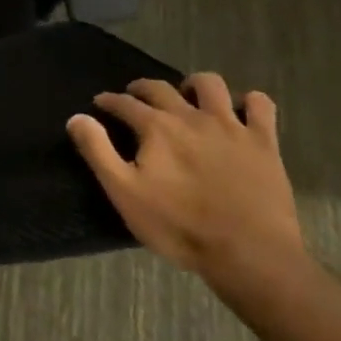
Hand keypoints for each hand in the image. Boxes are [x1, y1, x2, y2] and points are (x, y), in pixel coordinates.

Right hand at [68, 73, 303, 294]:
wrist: (252, 255)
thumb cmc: (181, 227)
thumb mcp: (125, 194)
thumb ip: (97, 151)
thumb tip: (77, 118)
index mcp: (156, 127)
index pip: (124, 103)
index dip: (109, 101)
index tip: (100, 103)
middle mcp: (191, 116)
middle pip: (160, 88)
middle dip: (142, 88)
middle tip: (135, 98)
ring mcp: (231, 127)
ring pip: (210, 84)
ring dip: (194, 85)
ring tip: (188, 99)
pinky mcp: (264, 143)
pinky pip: (261, 105)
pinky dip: (249, 102)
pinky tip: (241, 113)